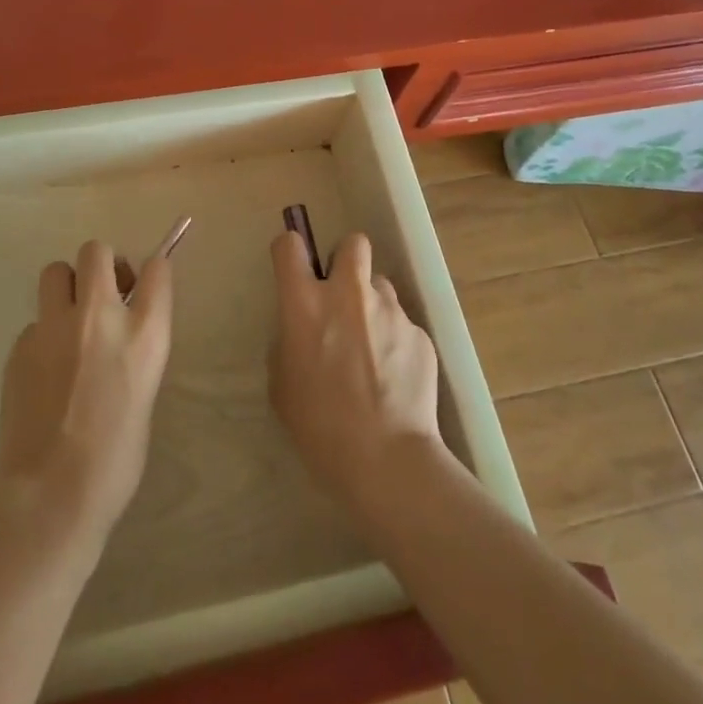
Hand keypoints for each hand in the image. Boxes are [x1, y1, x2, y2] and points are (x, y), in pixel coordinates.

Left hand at [0, 240, 172, 551]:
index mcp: (144, 333)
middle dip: (101, 266)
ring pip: (56, 271)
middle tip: (102, 297)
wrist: (51, 495)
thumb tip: (120, 333)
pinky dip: (43, 335)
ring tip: (68, 323)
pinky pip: (35, 321)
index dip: (152, 272)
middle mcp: (100, 316)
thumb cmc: (115, 459)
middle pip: (96, 251)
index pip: (157, 268)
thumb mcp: (144, 393)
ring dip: (66, 287)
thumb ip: (134, 349)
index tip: (144, 285)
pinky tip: (44, 372)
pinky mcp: (21, 344)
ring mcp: (54, 326)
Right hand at [269, 231, 445, 517]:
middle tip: (343, 295)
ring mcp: (390, 311)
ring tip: (374, 348)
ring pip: (381, 286)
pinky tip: (396, 378)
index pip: (290, 246)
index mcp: (305, 303)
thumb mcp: (282, 385)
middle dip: (347, 260)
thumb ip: (288, 343)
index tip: (295, 269)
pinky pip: (403, 324)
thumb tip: (302, 331)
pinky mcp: (420, 334)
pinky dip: (397, 342)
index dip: (291, 252)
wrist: (386, 460)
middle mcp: (348, 294)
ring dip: (374, 306)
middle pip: (353, 243)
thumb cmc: (320, 426)